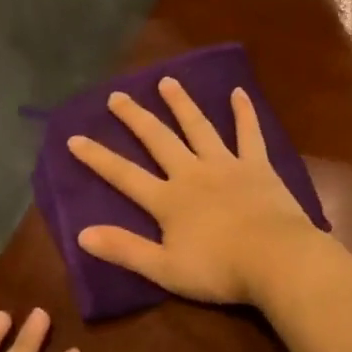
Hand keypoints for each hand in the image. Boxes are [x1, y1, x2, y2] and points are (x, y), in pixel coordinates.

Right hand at [67, 77, 323, 305]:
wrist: (276, 259)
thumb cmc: (219, 270)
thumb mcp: (164, 269)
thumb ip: (125, 249)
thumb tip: (82, 234)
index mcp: (168, 200)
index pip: (124, 175)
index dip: (98, 158)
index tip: (75, 138)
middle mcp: (192, 173)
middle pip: (158, 140)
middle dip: (135, 117)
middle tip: (118, 96)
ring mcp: (226, 165)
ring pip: (198, 127)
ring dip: (181, 104)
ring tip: (167, 81)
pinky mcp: (257, 166)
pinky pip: (249, 133)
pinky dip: (244, 113)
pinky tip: (239, 92)